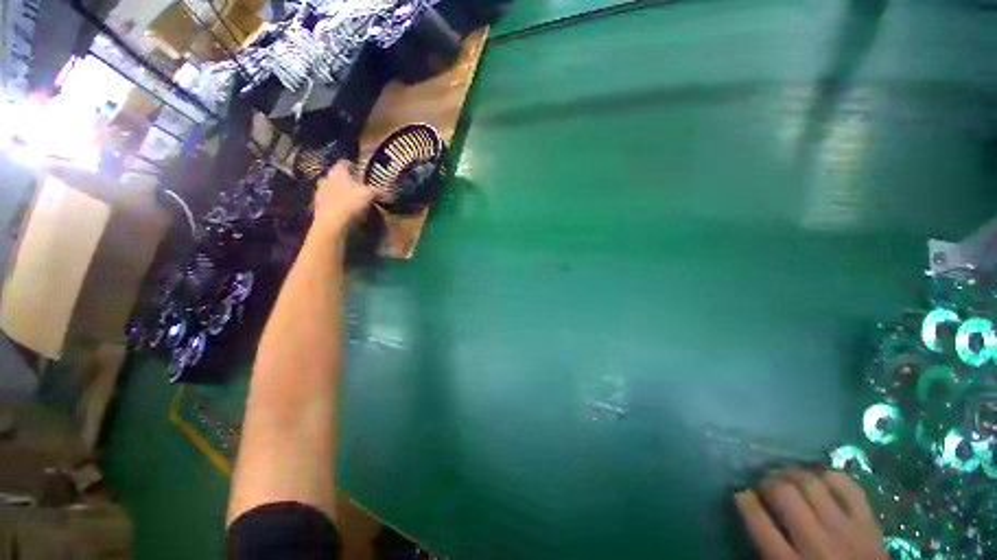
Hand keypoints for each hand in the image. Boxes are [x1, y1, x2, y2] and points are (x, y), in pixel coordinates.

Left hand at [312, 163, 373, 236]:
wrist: (332, 224)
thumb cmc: (351, 203)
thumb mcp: (369, 195)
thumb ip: (375, 190)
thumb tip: (383, 191)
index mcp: (338, 171)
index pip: (345, 163)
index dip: (353, 166)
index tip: (359, 170)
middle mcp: (326, 178)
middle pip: (336, 176)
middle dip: (345, 180)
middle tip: (355, 186)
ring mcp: (319, 193)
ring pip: (331, 189)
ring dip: (339, 193)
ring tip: (350, 200)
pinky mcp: (318, 208)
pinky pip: (329, 202)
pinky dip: (336, 205)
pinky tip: (344, 211)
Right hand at [734, 468, 887, 559]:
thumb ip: (768, 551)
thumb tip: (751, 517)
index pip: (757, 521)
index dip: (743, 500)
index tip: (741, 493)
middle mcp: (816, 544)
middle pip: (784, 494)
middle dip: (767, 482)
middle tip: (763, 483)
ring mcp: (846, 531)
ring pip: (812, 484)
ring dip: (793, 474)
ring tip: (788, 476)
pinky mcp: (869, 524)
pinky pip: (848, 487)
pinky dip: (830, 476)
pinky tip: (820, 478)